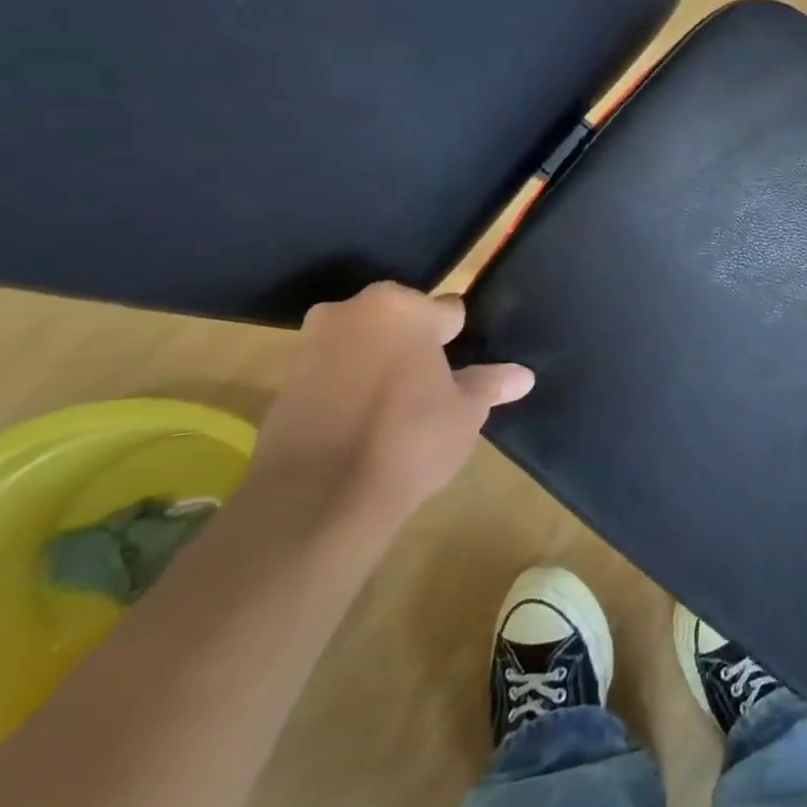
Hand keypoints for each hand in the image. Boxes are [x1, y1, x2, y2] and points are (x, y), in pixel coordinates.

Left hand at [247, 282, 534, 532]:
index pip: (447, 311)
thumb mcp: (467, 411)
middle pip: (401, 323)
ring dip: (382, 367)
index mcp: (402, 307)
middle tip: (438, 388)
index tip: (466, 369)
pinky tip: (367, 426)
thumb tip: (523, 375)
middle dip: (417, 347)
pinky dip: (351, 389)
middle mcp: (351, 312)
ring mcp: (311, 346)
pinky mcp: (283, 383)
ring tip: (403, 410)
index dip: (460, 341)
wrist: (318, 499)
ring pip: (365, 346)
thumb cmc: (410, 438)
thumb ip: (491, 384)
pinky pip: (334, 373)